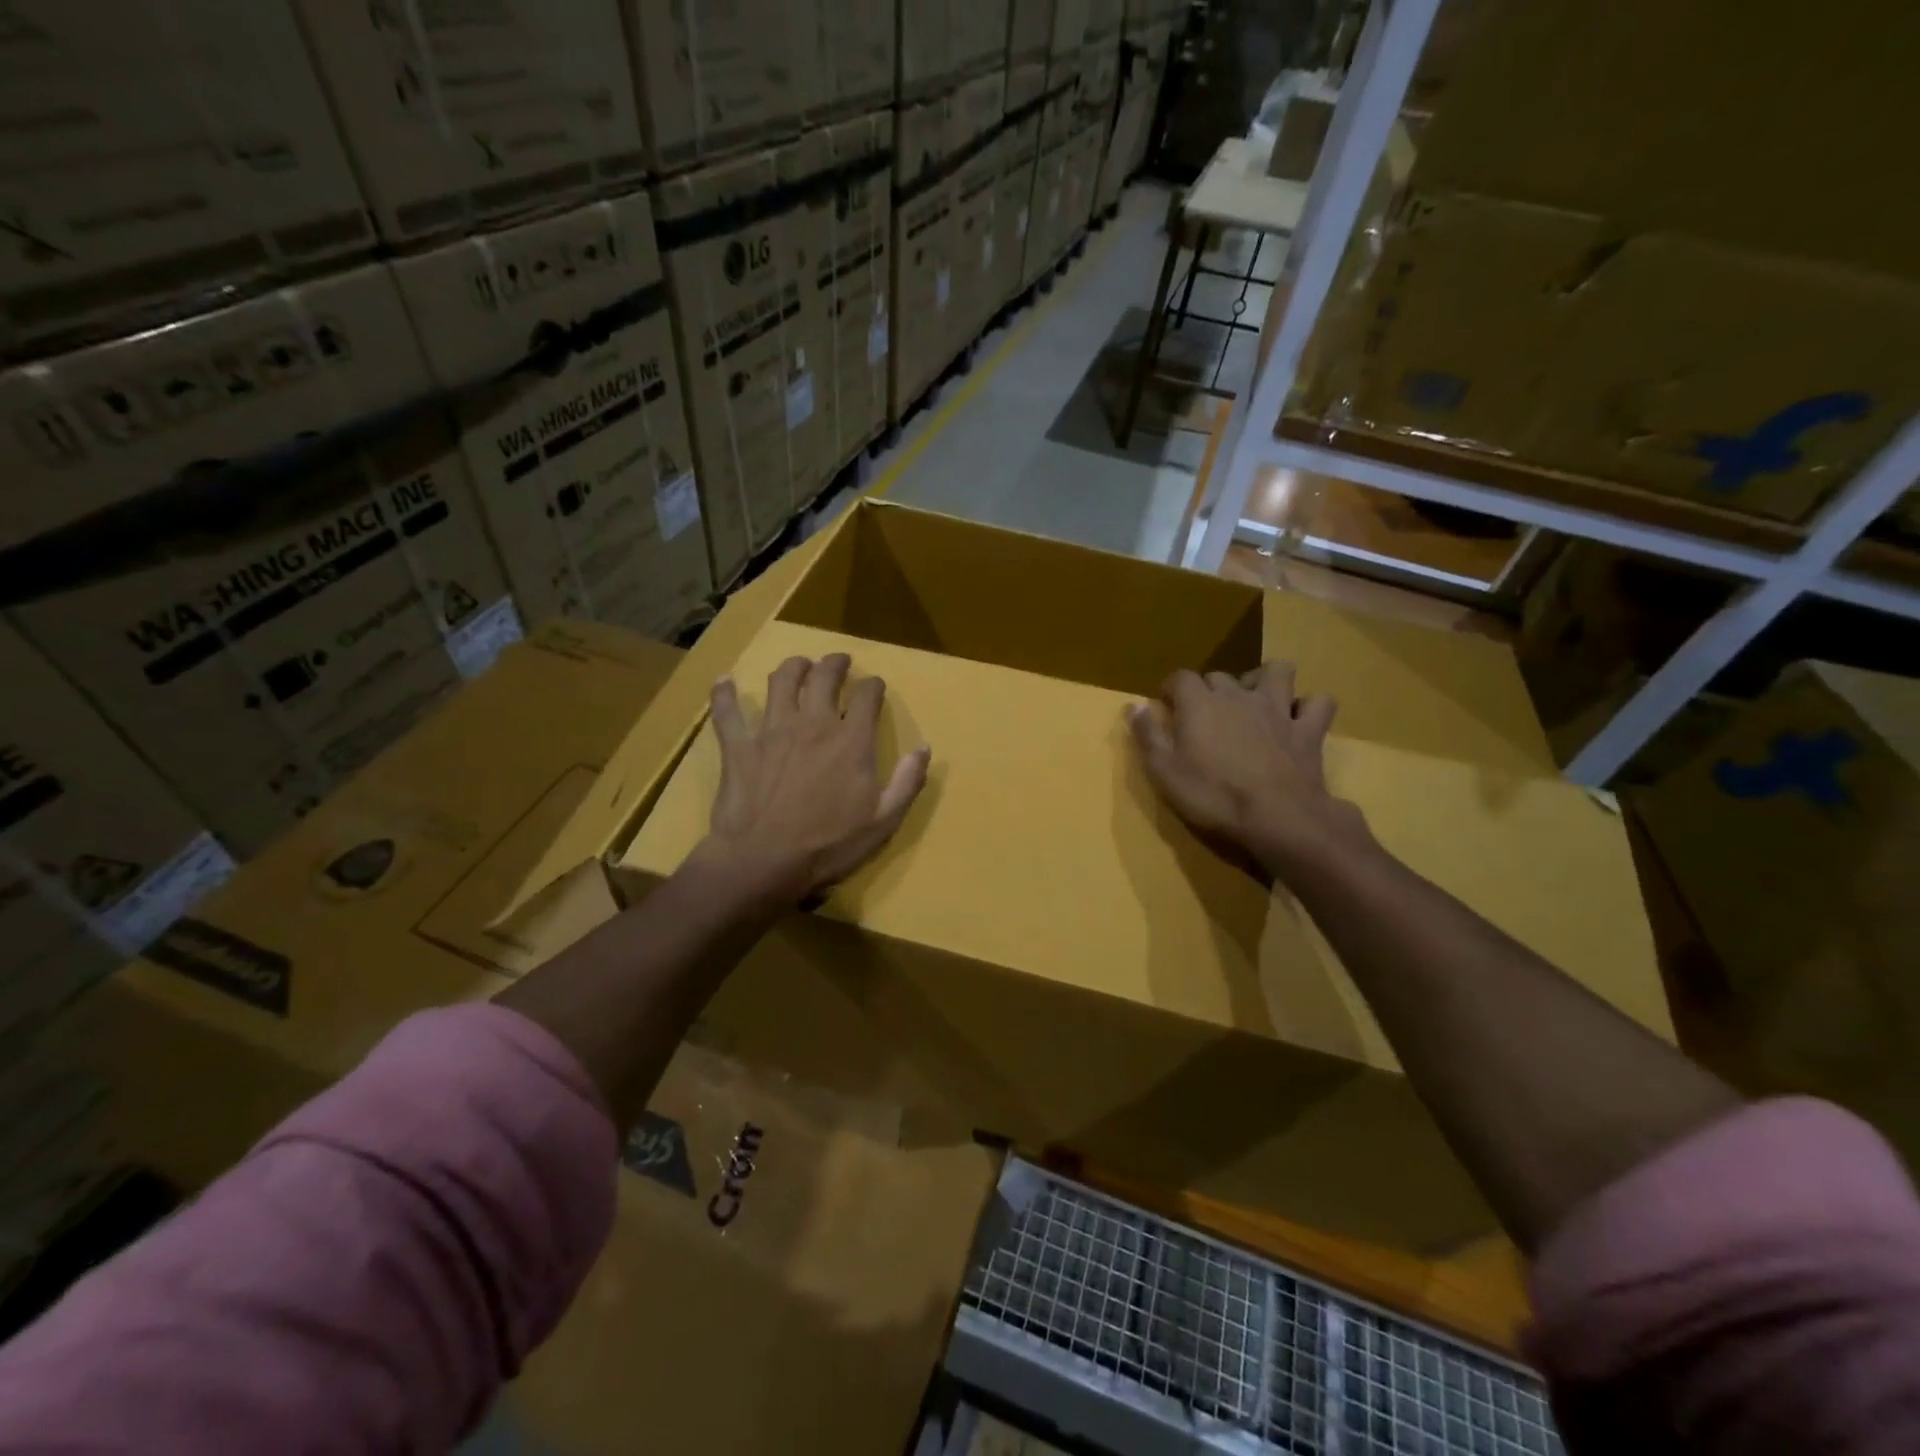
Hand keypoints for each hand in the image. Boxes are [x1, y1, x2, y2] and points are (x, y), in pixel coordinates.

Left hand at [695, 653, 929, 904]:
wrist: (765, 861)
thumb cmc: (829, 845)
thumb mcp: (883, 821)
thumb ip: (908, 782)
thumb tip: (924, 748)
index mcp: (851, 740)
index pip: (867, 696)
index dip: (873, 685)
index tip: (875, 686)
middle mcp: (813, 723)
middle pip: (824, 677)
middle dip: (835, 663)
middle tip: (839, 661)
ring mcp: (772, 730)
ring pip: (782, 681)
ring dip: (793, 667)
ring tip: (799, 664)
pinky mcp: (738, 745)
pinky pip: (728, 711)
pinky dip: (724, 693)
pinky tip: (724, 681)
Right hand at [1127, 662, 1362, 877]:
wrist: (1277, 817)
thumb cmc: (1213, 795)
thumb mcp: (1164, 771)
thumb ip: (1147, 735)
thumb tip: (1133, 705)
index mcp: (1200, 703)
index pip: (1180, 677)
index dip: (1171, 688)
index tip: (1166, 705)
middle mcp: (1239, 696)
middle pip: (1221, 676)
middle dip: (1209, 689)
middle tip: (1203, 714)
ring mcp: (1278, 710)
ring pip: (1278, 672)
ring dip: (1265, 680)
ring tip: (1255, 700)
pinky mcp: (1308, 730)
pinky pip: (1319, 703)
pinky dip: (1309, 707)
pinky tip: (1299, 719)